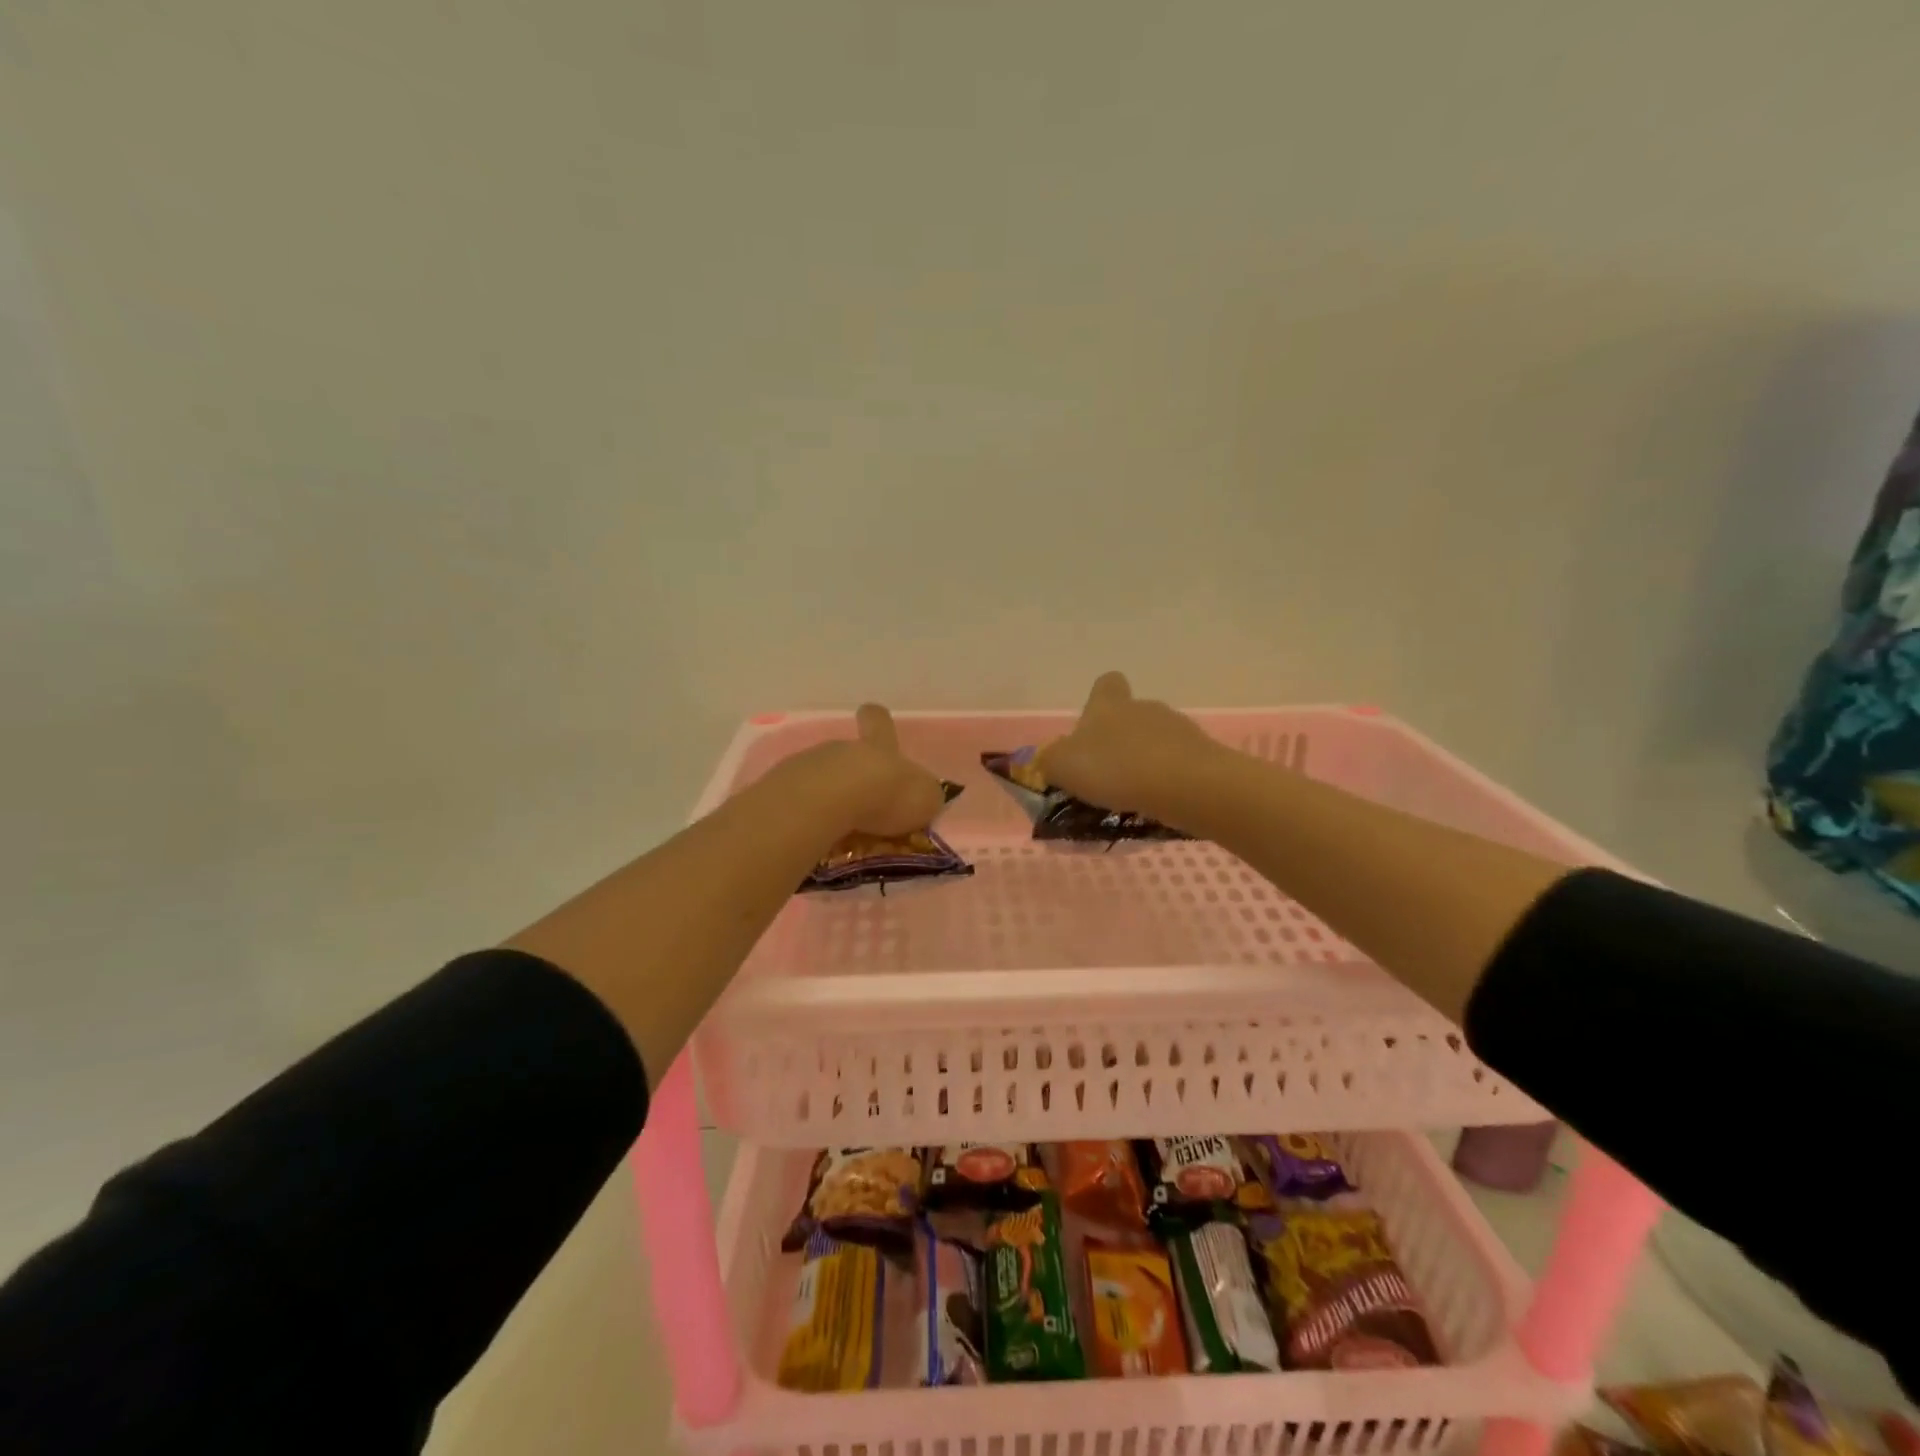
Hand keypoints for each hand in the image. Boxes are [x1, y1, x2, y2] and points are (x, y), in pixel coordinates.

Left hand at [784, 703, 948, 838]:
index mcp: (879, 746)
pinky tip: (816, 836)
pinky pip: (799, 801)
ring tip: (840, 830)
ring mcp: (808, 765)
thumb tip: (924, 800)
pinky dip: (808, 816)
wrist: (828, 802)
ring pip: (822, 777)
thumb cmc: (886, 795)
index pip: (879, 722)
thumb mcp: (924, 799)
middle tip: (865, 807)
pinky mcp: (782, 790)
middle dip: (855, 777)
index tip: (873, 718)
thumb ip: (924, 797)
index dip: (878, 721)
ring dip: (830, 798)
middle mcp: (843, 749)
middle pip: (848, 754)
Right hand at [1037, 672, 1223, 822]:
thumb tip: (1049, 760)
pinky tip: (1159, 805)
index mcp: (1109, 705)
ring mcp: (1178, 730)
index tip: (1091, 727)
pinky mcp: (1203, 756)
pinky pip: (1178, 765)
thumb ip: (1050, 761)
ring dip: (1144, 763)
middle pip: (1131, 716)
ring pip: (1155, 742)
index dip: (1098, 701)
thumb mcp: (1063, 767)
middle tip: (1105, 776)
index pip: (1106, 684)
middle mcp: (1144, 708)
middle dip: (1119, 742)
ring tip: (1133, 797)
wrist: (1187, 785)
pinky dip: (1167, 781)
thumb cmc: (1116, 768)